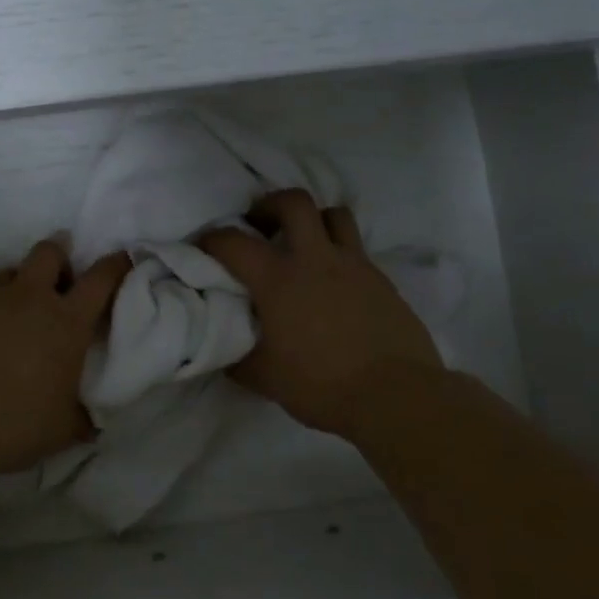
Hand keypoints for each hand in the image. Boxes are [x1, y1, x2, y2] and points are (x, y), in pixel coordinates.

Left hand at [0, 240, 130, 473]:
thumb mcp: (60, 431)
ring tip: (22, 311)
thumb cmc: (13, 422)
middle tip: (63, 281)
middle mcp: (30, 300)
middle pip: (49, 252)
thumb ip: (79, 420)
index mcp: (66, 322)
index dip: (115, 266)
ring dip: (22, 283)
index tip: (121, 260)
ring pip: (11, 271)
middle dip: (61, 256)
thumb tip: (89, 423)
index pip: (100, 279)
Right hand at [200, 189, 444, 436]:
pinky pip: (356, 250)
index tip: (204, 245)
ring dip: (313, 220)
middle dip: (270, 205)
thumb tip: (224, 350)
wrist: (395, 395)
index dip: (212, 239)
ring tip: (303, 242)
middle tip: (260, 225)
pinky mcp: (382, 280)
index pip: (234, 242)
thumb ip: (238, 357)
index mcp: (279, 279)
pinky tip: (335, 282)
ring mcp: (354, 265)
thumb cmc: (321, 385)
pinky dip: (339, 253)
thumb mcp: (265, 378)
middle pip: (294, 202)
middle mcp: (316, 259)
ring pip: (334, 215)